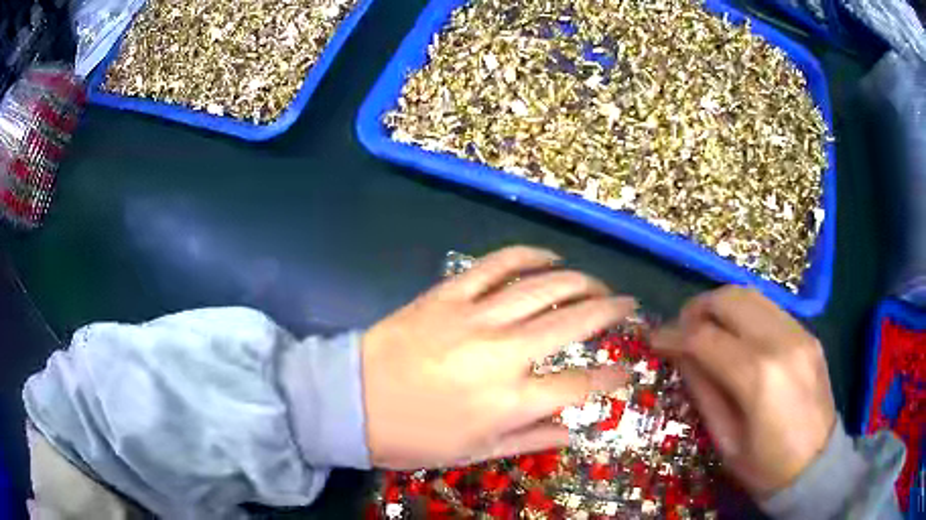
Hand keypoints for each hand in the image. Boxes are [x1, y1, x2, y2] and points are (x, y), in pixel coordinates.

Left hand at [361, 246, 635, 468]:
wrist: (352, 402)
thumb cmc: (414, 437)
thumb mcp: (475, 452)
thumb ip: (530, 439)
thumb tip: (573, 431)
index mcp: (510, 401)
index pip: (581, 385)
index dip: (612, 377)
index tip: (627, 369)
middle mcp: (503, 353)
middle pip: (575, 322)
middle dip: (612, 310)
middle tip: (628, 305)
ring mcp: (475, 317)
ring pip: (544, 286)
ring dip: (580, 280)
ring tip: (598, 283)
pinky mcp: (449, 294)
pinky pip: (496, 265)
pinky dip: (528, 255)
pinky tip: (548, 257)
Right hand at [652, 286, 835, 497]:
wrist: (817, 465)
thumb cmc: (765, 467)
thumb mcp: (725, 441)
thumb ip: (703, 392)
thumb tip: (681, 355)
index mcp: (758, 378)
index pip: (705, 338)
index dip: (673, 335)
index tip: (655, 340)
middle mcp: (781, 343)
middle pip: (730, 299)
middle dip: (697, 308)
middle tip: (681, 328)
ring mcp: (799, 333)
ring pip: (751, 294)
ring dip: (721, 304)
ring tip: (706, 326)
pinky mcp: (808, 333)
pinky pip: (770, 308)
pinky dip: (745, 312)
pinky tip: (737, 334)